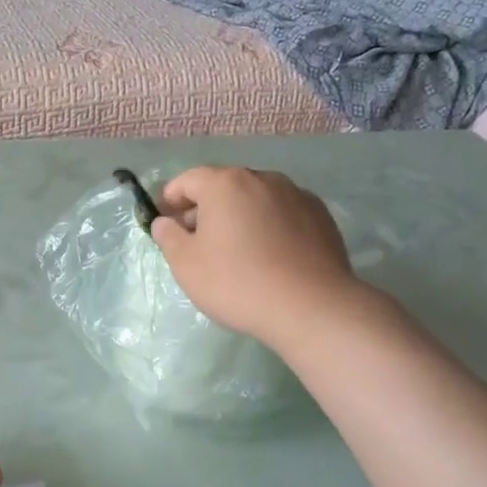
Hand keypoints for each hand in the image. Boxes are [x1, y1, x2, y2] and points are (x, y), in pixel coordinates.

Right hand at [151, 166, 364, 346]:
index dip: (170, 200)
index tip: (166, 224)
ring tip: (235, 250)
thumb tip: (165, 222)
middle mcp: (262, 178)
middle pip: (223, 186)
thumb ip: (168, 236)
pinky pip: (282, 214)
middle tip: (197, 241)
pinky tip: (269, 256)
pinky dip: (268, 226)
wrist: (311, 307)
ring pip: (255, 199)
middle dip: (205, 208)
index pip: (187, 180)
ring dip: (239, 216)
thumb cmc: (237, 282)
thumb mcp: (186, 264)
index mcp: (225, 184)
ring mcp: (296, 195)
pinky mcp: (321, 216)